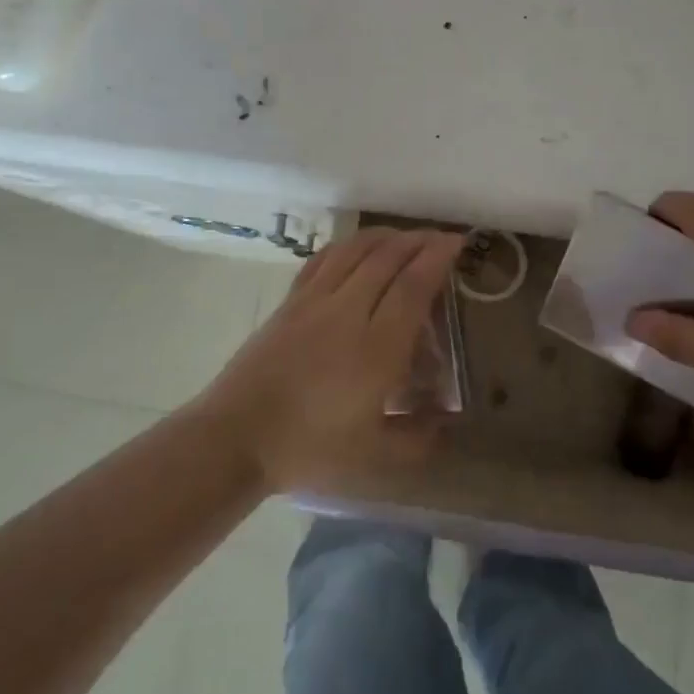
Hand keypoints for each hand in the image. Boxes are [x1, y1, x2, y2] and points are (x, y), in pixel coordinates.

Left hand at [200, 227, 463, 491]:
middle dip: (419, 240)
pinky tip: (357, 247)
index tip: (457, 243)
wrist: (236, 437)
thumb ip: (418, 438)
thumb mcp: (374, 457)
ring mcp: (314, 301)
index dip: (438, 258)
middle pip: (388, 258)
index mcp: (377, 348)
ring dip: (386, 236)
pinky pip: (324, 259)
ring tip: (405, 237)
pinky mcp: (290, 301)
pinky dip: (348, 245)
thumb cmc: (309, 448)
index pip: (413, 287)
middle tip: (440, 237)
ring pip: (356, 251)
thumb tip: (448, 420)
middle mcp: (348, 312)